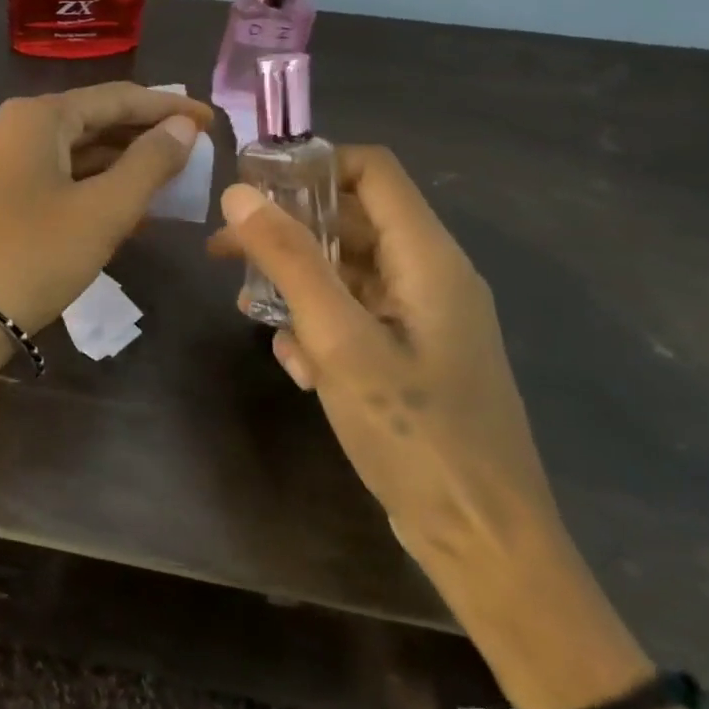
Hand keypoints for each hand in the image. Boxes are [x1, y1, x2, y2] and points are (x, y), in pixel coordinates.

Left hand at [0, 84, 212, 334]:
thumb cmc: (34, 257)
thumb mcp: (103, 210)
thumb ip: (150, 162)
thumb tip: (183, 125)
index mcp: (36, 117)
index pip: (116, 98)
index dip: (167, 107)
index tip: (211, 121)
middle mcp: (11, 127)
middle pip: (91, 120)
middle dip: (144, 135)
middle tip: (194, 150)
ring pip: (72, 151)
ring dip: (119, 164)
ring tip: (169, 178)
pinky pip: (53, 176)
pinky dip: (90, 186)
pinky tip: (124, 205)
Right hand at [209, 146, 562, 602]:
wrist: (483, 543)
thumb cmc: (415, 434)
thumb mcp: (340, 340)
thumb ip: (291, 261)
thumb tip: (240, 193)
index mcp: (428, 258)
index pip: (372, 171)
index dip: (312, 165)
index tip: (252, 186)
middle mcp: (430, 277)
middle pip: (352, 221)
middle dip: (288, 231)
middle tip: (225, 250)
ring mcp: (423, 319)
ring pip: (347, 272)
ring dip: (296, 285)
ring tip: (252, 312)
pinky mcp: (410, 355)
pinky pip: (354, 316)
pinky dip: (319, 327)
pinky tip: (297, 365)